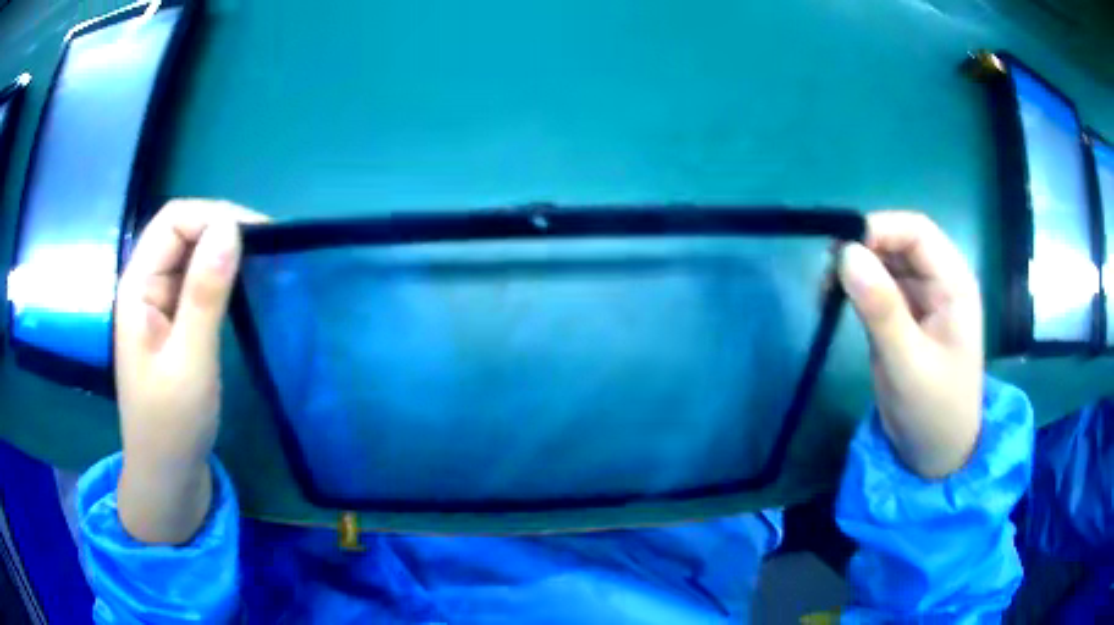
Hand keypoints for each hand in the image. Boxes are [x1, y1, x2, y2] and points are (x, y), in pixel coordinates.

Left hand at [114, 199, 264, 543]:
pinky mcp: (173, 323)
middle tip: (268, 249)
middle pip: (182, 231)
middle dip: (223, 228)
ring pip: (190, 254)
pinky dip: (221, 275)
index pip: (173, 221)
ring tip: (262, 263)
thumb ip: (205, 294)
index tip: (259, 236)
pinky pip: (196, 282)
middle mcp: (145, 286)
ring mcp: (158, 305)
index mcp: (137, 287)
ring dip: (224, 251)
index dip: (214, 216)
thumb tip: (231, 228)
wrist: (167, 477)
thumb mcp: (190, 361)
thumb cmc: (172, 425)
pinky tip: (243, 287)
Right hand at [837, 211, 982, 478]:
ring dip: (854, 268)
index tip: (841, 250)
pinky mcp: (902, 316)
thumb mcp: (907, 363)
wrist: (935, 454)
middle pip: (898, 242)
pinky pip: (877, 287)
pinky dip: (854, 288)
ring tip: (824, 291)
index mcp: (954, 284)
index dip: (879, 229)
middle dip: (861, 249)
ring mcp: (920, 299)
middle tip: (825, 275)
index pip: (917, 232)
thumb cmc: (933, 411)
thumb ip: (881, 309)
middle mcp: (939, 282)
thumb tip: (845, 253)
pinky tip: (834, 301)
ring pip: (884, 262)